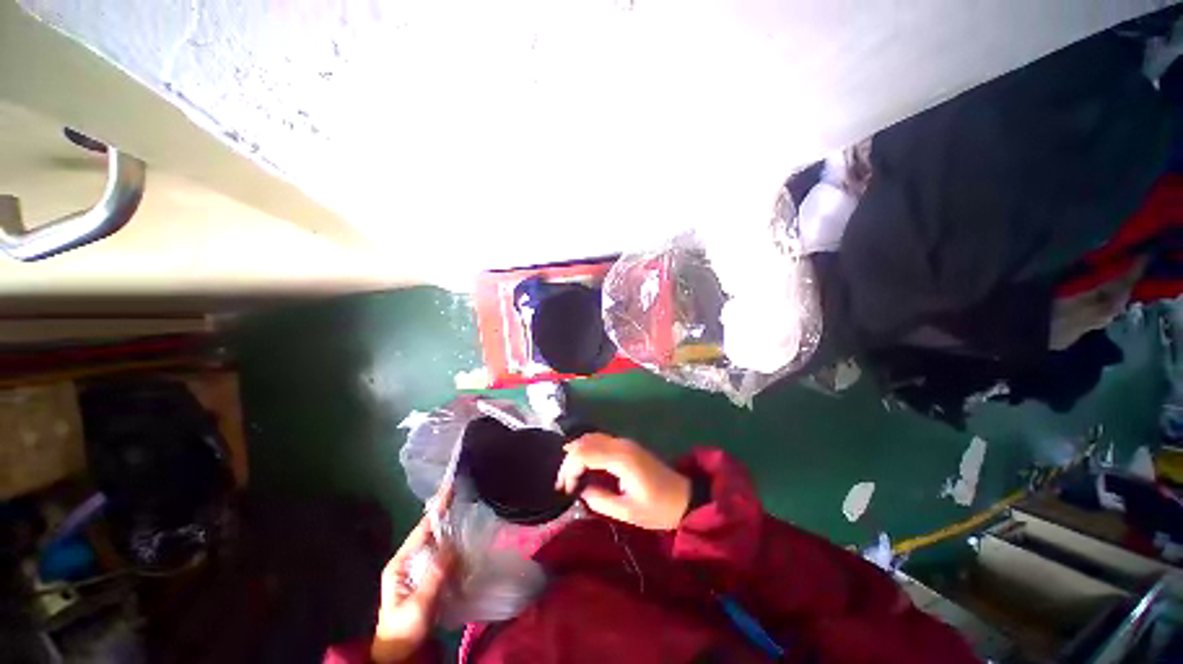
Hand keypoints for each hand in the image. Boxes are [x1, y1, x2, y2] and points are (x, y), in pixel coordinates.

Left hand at [372, 486, 456, 662]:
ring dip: (454, 532)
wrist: (399, 655)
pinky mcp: (428, 579)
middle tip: (466, 496)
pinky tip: (467, 546)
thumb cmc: (404, 630)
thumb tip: (454, 547)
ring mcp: (418, 570)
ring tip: (471, 515)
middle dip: (447, 515)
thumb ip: (435, 576)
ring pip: (439, 544)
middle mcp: (408, 561)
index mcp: (400, 563)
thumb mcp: (419, 604)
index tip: (451, 487)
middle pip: (431, 532)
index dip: (437, 508)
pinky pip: (444, 557)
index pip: (422, 529)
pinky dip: (455, 549)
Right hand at [555, 433, 690, 530]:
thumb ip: (600, 500)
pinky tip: (582, 465)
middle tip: (562, 484)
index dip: (570, 469)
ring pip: (591, 438)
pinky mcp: (627, 447)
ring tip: (569, 477)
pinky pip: (600, 441)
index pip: (584, 453)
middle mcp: (621, 444)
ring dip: (576, 454)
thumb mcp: (628, 512)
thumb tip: (581, 490)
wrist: (685, 498)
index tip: (566, 491)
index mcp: (621, 459)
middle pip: (585, 442)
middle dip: (569, 461)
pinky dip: (586, 450)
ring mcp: (624, 443)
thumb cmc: (658, 508)